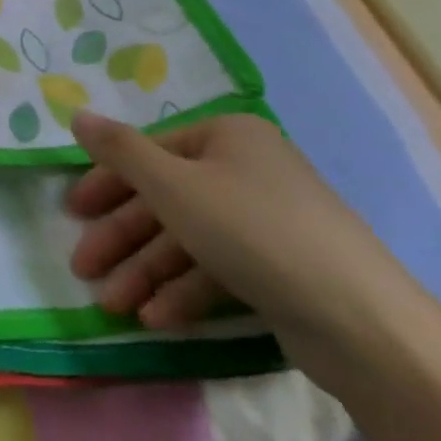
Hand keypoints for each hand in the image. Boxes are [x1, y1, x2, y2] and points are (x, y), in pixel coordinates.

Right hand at [66, 111, 425, 377]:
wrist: (366, 326)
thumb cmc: (254, 232)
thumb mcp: (174, 185)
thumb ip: (120, 150)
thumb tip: (76, 113)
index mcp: (227, 136)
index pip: (151, 151)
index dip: (108, 182)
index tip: (74, 212)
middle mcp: (247, 169)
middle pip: (167, 199)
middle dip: (123, 238)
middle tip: (82, 268)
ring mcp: (267, 221)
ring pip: (190, 239)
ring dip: (147, 272)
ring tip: (114, 306)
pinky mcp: (281, 269)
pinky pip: (220, 269)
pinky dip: (186, 291)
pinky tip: (156, 319)